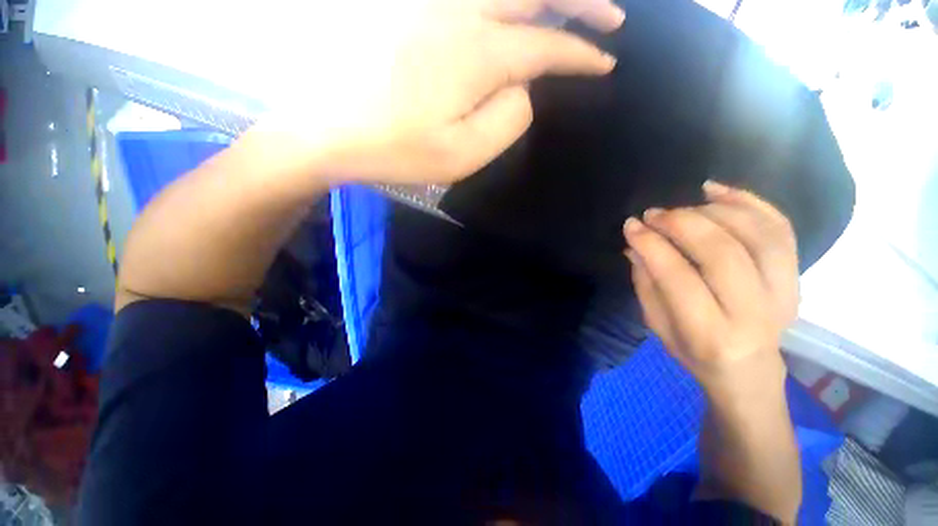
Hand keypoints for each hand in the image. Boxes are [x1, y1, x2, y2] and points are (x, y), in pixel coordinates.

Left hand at [253, 0, 623, 185]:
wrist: (326, 127)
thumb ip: (506, 119)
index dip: (581, 55)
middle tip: (611, 16)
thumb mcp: (462, 155)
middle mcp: (460, 12)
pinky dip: (500, 0)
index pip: (546, 48)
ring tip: (567, 9)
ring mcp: (430, 3)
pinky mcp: (408, 7)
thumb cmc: (396, 149)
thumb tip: (523, 88)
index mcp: (478, 54)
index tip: (605, 61)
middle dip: (582, 3)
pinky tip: (508, 10)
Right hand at [623, 181, 798, 398]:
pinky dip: (749, 202)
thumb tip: (636, 244)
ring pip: (757, 235)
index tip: (631, 225)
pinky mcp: (796, 277)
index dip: (652, 245)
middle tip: (654, 213)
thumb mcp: (657, 326)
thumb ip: (646, 284)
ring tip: (682, 206)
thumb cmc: (694, 352)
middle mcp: (755, 313)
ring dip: (713, 210)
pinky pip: (780, 228)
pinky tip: (716, 191)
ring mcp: (785, 292)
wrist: (750, 371)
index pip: (678, 278)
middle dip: (682, 223)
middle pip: (722, 252)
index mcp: (711, 334)